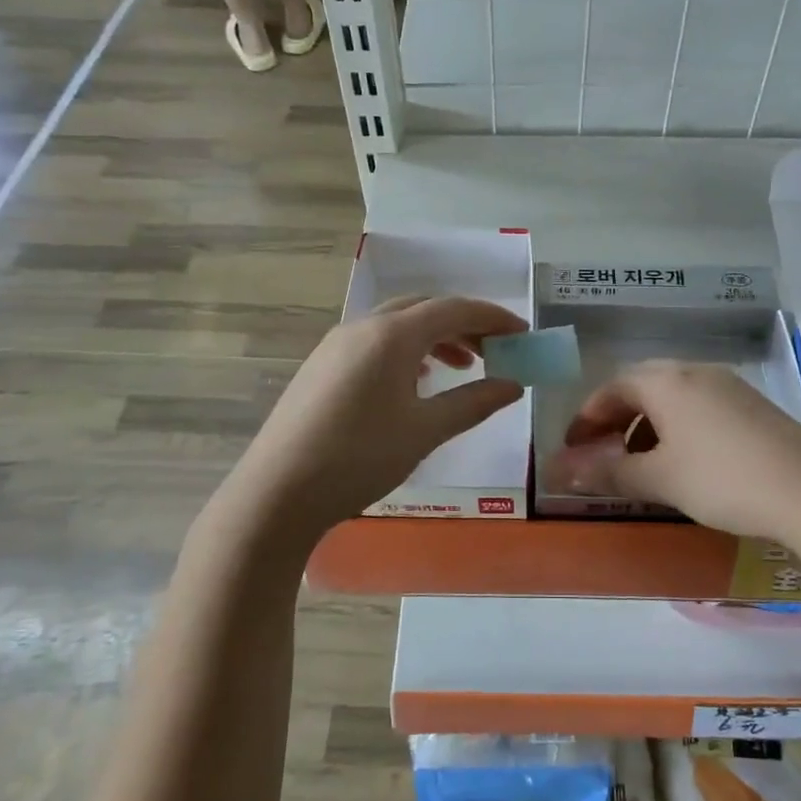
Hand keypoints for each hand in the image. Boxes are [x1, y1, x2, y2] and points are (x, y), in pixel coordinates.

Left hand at [225, 295, 526, 535]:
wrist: (278, 491)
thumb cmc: (360, 458)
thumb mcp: (425, 431)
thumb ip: (473, 402)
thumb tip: (513, 385)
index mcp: (392, 334)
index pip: (454, 309)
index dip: (493, 317)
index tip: (523, 332)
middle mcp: (363, 327)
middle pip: (424, 309)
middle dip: (464, 324)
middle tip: (495, 351)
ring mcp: (337, 344)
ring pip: (397, 324)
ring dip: (435, 337)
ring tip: (462, 367)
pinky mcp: (321, 365)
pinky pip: (375, 341)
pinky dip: (406, 350)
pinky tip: (415, 381)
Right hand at [544, 361, 800, 548]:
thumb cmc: (722, 479)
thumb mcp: (658, 478)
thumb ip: (606, 471)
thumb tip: (558, 470)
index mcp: (667, 381)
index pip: (612, 388)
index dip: (586, 418)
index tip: (572, 449)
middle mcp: (696, 372)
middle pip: (641, 386)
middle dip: (615, 419)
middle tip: (602, 452)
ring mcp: (730, 387)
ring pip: (672, 397)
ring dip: (646, 424)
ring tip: (641, 463)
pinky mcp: (754, 407)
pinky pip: (699, 407)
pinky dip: (677, 428)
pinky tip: (684, 462)